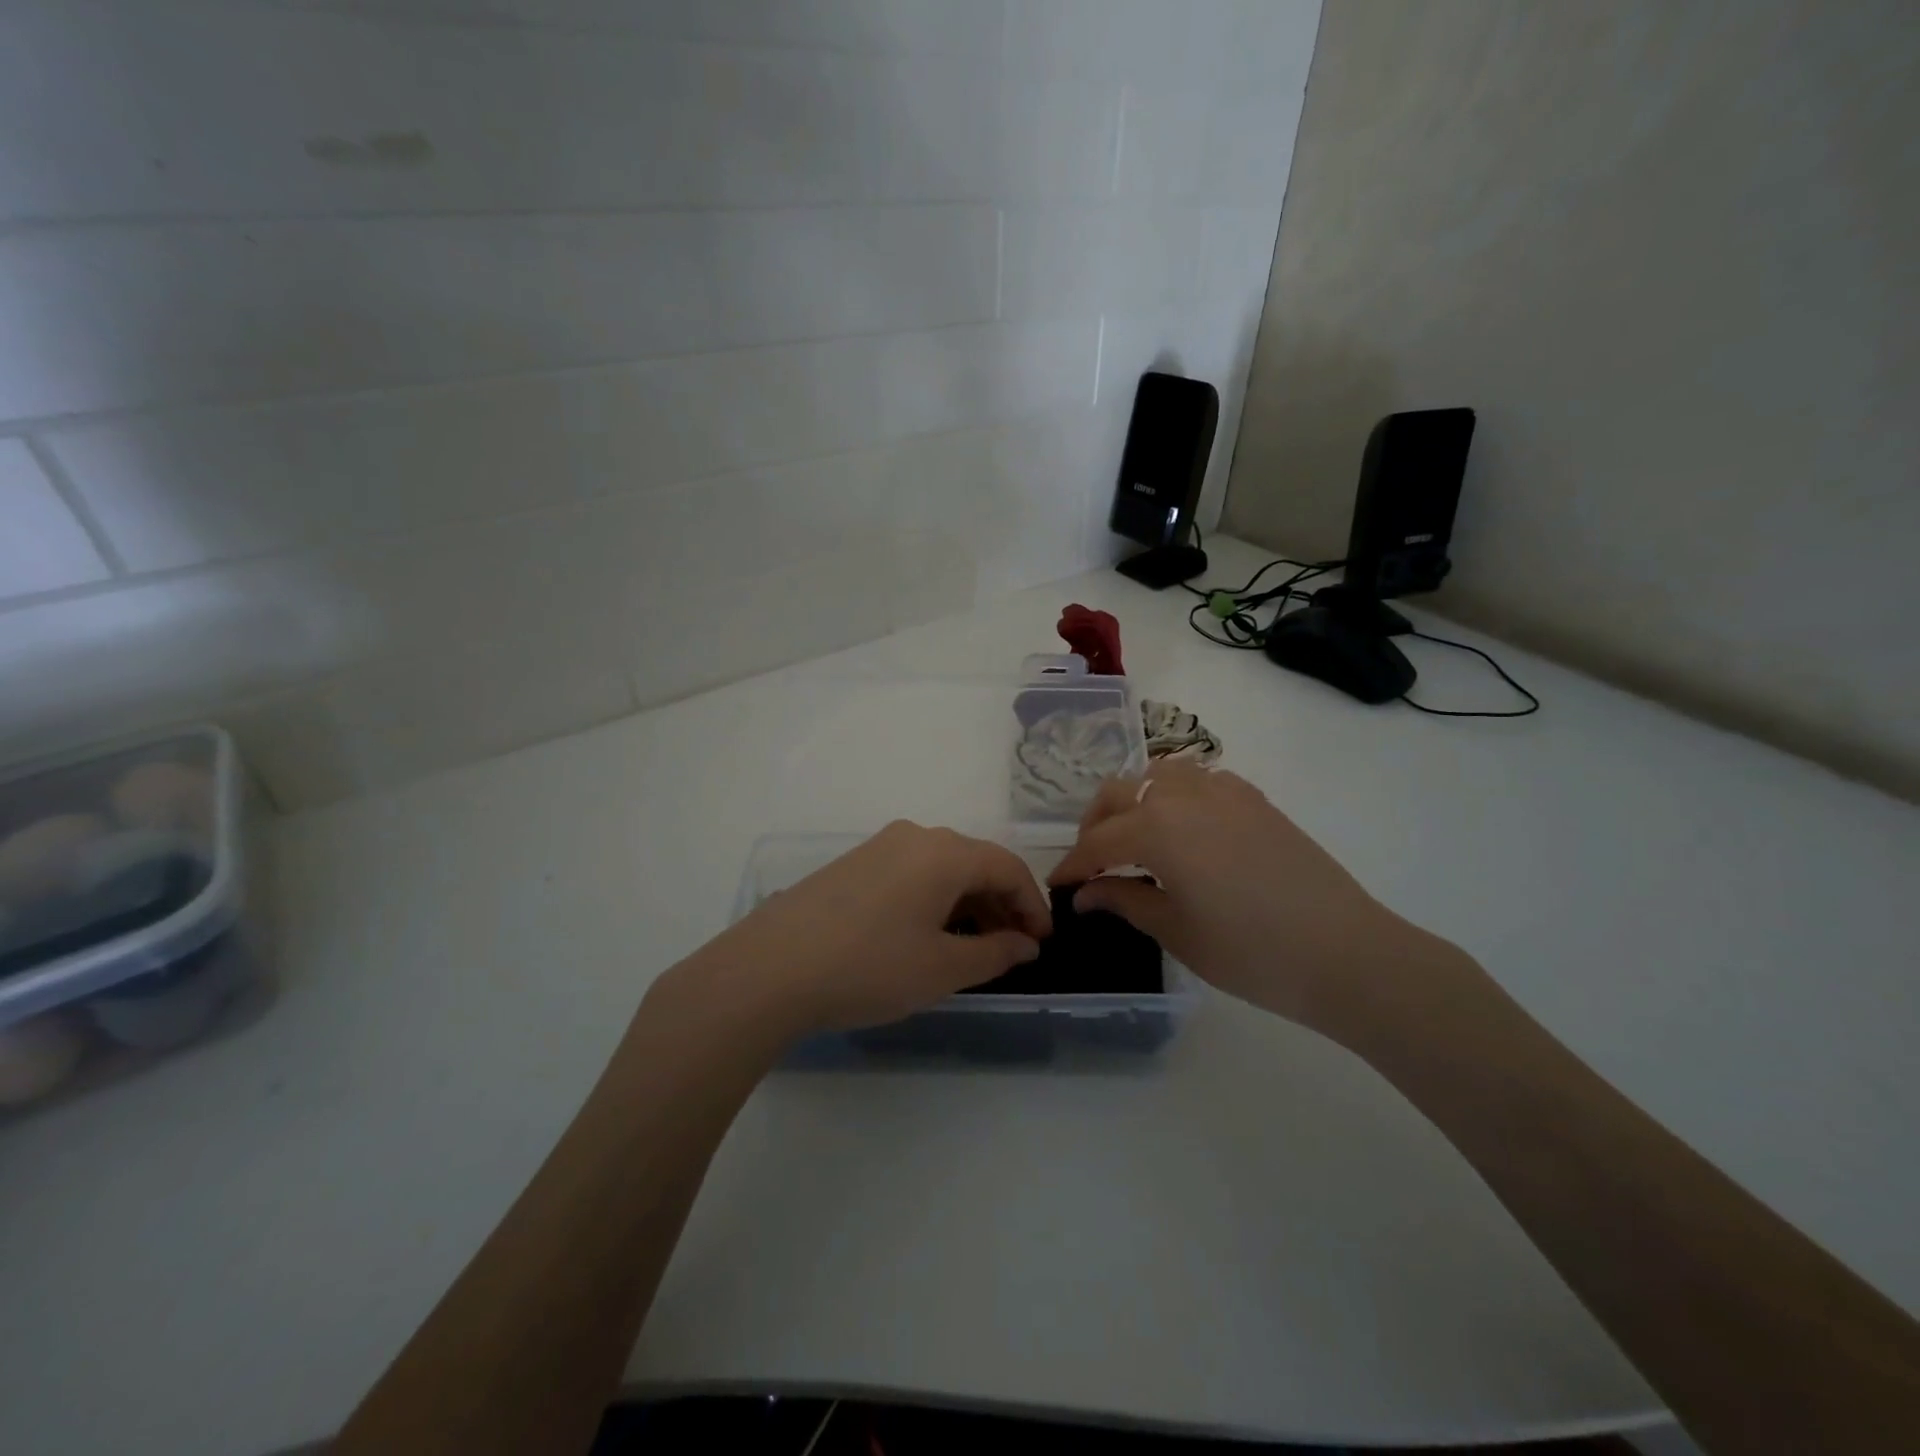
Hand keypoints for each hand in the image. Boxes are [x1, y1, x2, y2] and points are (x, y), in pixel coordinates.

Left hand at [659, 822, 1051, 1040]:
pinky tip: (926, 935)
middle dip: (1001, 905)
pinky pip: (911, 874)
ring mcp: (879, 846)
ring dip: (967, 904)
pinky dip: (934, 900)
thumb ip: (994, 953)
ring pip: (942, 868)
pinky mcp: (852, 865)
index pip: (1008, 867)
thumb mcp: (942, 969)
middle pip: (975, 863)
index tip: (1042, 944)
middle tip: (1012, 950)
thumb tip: (1025, 944)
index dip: (1033, 905)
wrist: (769, 969)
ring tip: (972, 949)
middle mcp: (914, 836)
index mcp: (944, 852)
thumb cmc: (869, 966)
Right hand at [1048, 762, 1465, 1044]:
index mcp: (1157, 828)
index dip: (1073, 865)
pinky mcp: (1254, 799)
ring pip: (1157, 775)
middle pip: (1119, 793)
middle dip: (1096, 825)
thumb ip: (1124, 900)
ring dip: (1134, 800)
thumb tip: (1086, 893)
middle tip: (1092, 863)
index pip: (1098, 841)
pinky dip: (1176, 796)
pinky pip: (1199, 780)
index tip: (1059, 886)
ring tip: (1134, 838)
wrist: (1346, 953)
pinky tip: (1184, 830)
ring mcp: (1223, 790)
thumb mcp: (1176, 931)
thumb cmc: (1250, 952)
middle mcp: (1183, 795)